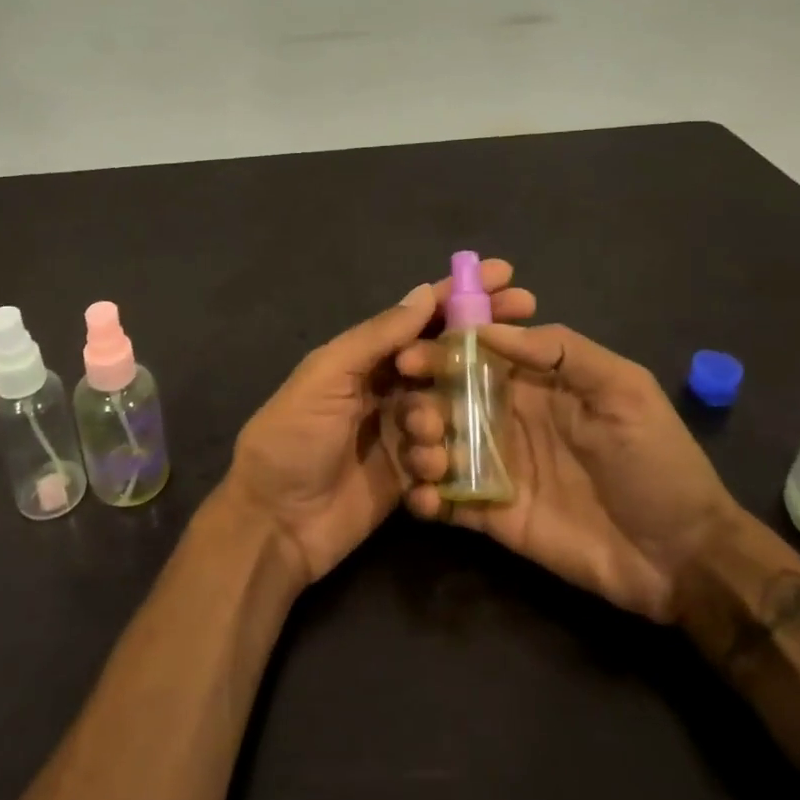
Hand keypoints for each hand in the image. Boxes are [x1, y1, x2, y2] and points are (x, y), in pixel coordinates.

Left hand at [225, 261, 536, 583]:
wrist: (273, 523)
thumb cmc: (291, 437)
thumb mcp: (326, 376)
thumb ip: (376, 337)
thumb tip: (424, 293)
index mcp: (366, 356)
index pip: (422, 316)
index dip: (462, 295)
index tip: (507, 276)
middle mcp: (389, 387)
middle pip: (447, 358)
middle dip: (483, 347)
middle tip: (527, 330)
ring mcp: (402, 431)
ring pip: (450, 410)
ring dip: (448, 419)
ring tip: (420, 439)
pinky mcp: (410, 475)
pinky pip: (444, 458)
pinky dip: (443, 463)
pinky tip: (428, 477)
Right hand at [396, 322, 739, 621]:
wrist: (683, 557)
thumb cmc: (656, 461)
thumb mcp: (623, 391)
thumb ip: (560, 351)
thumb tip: (484, 330)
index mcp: (532, 382)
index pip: (473, 354)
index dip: (439, 351)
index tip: (409, 357)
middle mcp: (505, 417)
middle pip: (445, 398)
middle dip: (421, 401)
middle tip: (419, 418)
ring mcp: (497, 467)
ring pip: (438, 445)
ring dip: (419, 446)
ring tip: (430, 459)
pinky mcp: (492, 515)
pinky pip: (447, 500)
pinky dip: (426, 497)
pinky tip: (425, 499)